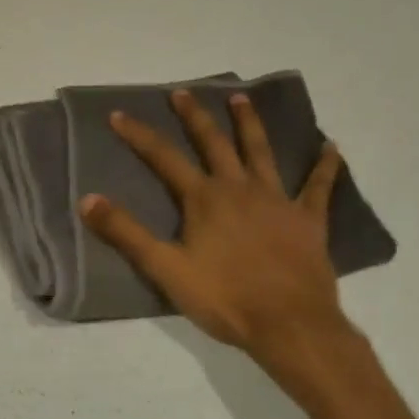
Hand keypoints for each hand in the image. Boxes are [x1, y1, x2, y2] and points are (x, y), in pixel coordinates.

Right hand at [80, 90, 367, 414]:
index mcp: (204, 199)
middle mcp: (239, 188)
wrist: (290, 325)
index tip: (118, 114)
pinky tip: (331, 147)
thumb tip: (87, 199)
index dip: (138, 135)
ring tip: (241, 99)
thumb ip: (126, 233)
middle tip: (182, 92)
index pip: (164, 157)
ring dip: (249, 124)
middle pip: (213, 143)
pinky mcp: (308, 220)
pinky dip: (325, 166)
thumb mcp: (165, 268)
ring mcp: (277, 201)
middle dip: (195, 116)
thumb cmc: (224, 298)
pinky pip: (318, 187)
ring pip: (261, 152)